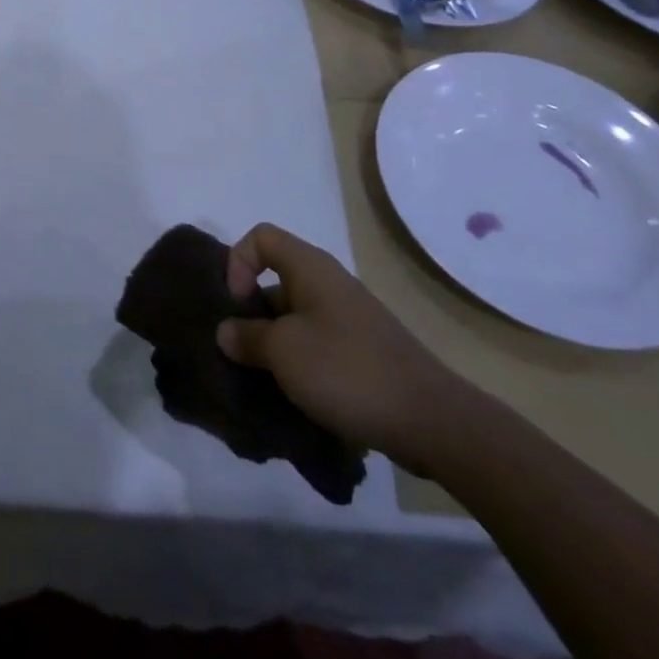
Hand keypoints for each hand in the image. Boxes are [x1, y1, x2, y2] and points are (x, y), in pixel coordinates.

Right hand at [217, 223, 463, 466]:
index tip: (237, 305)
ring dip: (272, 344)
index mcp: (310, 268)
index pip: (261, 237)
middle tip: (238, 349)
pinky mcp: (360, 352)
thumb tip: (227, 331)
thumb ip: (247, 336)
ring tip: (259, 379)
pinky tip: (291, 395)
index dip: (238, 262)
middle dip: (251, 311)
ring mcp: (347, 319)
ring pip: (293, 317)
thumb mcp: (284, 352)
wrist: (430, 420)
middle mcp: (329, 284)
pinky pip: (315, 344)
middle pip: (275, 279)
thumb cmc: (347, 370)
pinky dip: (297, 363)